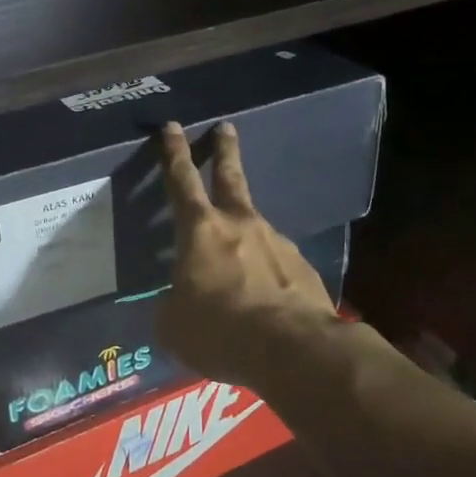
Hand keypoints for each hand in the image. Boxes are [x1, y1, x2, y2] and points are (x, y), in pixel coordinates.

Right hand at [154, 121, 339, 387]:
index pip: (181, 181)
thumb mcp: (173, 325)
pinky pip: (276, 265)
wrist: (292, 350)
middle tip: (226, 128)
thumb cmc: (219, 331)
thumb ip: (173, 305)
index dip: (174, 153)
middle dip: (224, 151)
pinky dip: (266, 275)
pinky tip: (265, 301)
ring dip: (245, 236)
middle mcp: (241, 225)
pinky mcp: (303, 269)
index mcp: (201, 231)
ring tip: (238, 272)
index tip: (173, 127)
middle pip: (230, 177)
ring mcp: (277, 243)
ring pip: (255, 229)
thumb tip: (181, 303)